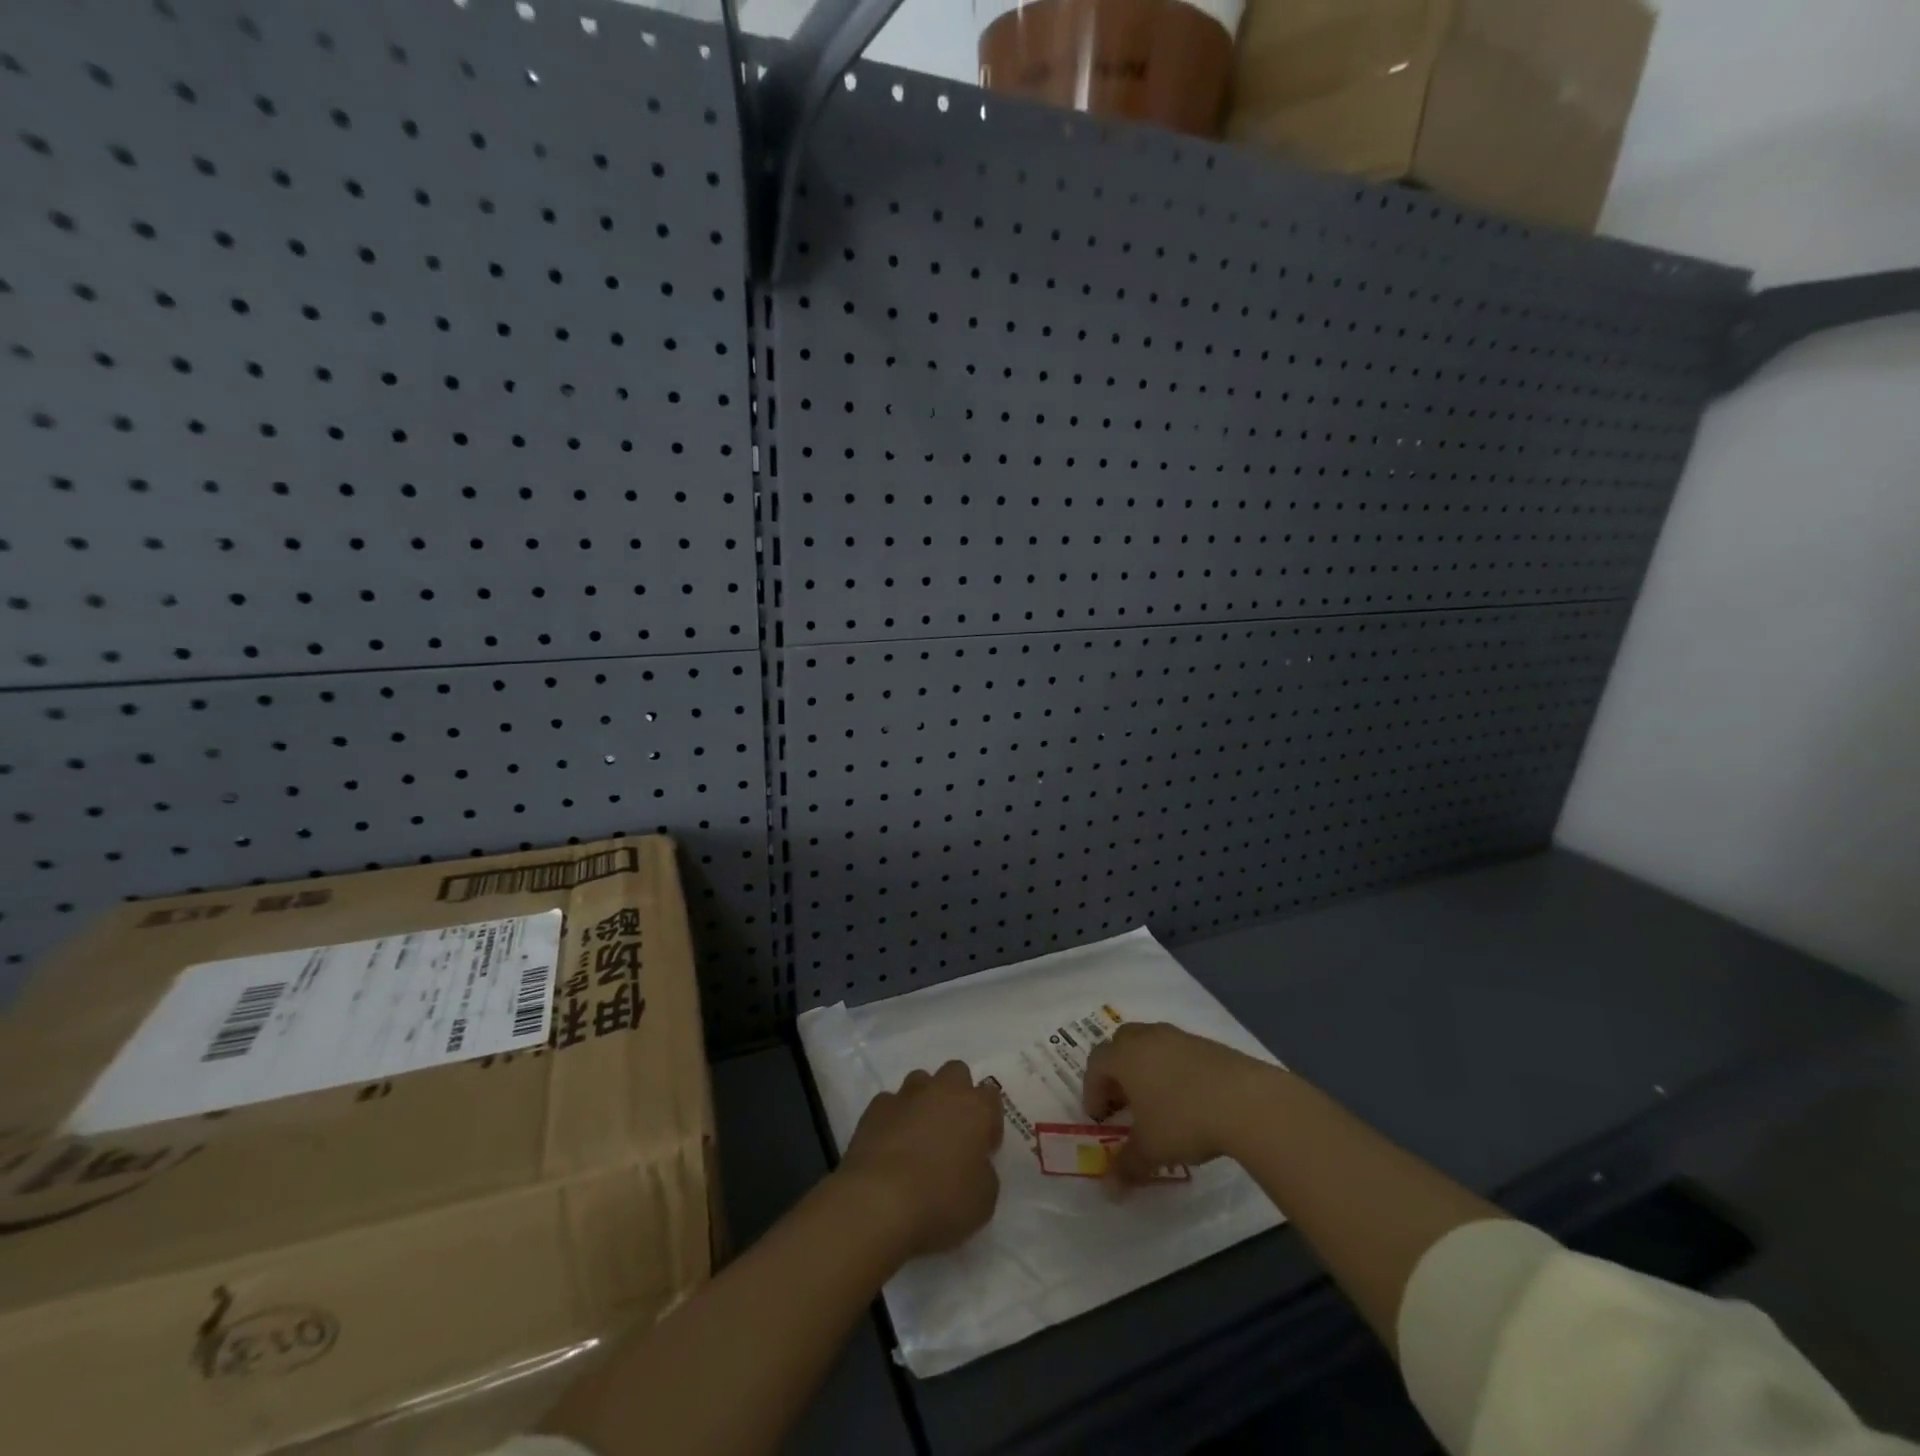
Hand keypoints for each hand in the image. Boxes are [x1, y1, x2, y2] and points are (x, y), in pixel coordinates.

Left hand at [836, 1061, 1004, 1259]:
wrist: (879, 1201)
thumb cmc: (941, 1201)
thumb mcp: (983, 1200)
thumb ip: (984, 1172)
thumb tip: (974, 1163)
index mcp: (976, 1109)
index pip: (991, 1096)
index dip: (989, 1121)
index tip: (983, 1148)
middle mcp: (943, 1091)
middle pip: (956, 1073)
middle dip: (957, 1094)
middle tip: (953, 1131)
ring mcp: (906, 1095)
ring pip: (921, 1081)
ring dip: (924, 1100)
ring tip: (918, 1135)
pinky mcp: (875, 1107)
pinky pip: (890, 1103)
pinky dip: (894, 1117)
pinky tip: (890, 1144)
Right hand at [1083, 1023, 1279, 1185]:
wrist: (1245, 1100)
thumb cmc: (1183, 1120)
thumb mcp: (1151, 1149)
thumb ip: (1127, 1165)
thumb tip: (1109, 1190)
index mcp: (1124, 1056)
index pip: (1096, 1064)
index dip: (1092, 1090)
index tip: (1099, 1118)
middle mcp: (1147, 1038)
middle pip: (1121, 1045)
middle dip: (1117, 1072)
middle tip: (1123, 1103)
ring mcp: (1178, 1037)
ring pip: (1151, 1045)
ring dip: (1146, 1069)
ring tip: (1157, 1102)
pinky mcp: (1207, 1044)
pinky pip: (1178, 1052)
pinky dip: (1174, 1070)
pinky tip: (1189, 1099)